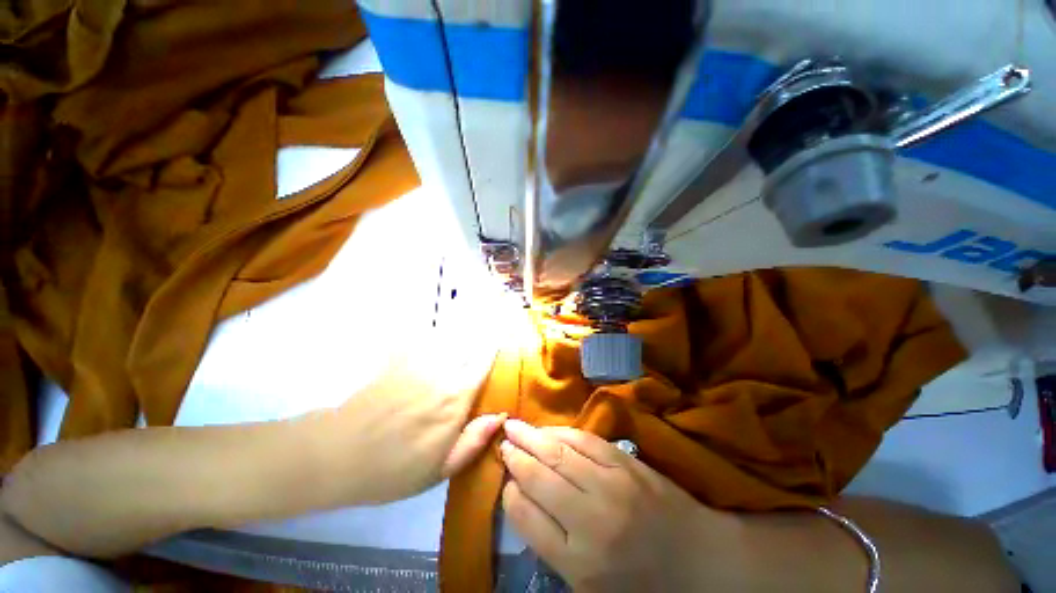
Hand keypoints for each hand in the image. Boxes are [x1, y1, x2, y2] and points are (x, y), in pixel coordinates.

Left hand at [325, 328, 501, 504]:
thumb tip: (502, 415)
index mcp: (455, 398)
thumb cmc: (392, 469)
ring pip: (447, 335)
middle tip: (490, 322)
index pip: (484, 362)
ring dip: (460, 328)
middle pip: (468, 341)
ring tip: (469, 324)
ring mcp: (417, 363)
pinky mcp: (395, 360)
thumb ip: (474, 440)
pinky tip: (435, 331)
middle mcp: (441, 372)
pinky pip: (420, 336)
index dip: (495, 346)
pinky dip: (431, 332)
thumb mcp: (439, 470)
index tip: (503, 337)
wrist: (337, 455)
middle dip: (482, 331)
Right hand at [499, 420, 737, 592]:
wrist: (696, 558)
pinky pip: (585, 440)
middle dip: (516, 455)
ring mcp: (610, 486)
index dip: (511, 493)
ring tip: (514, 426)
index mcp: (577, 562)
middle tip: (502, 441)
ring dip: (533, 437)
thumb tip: (521, 498)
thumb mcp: (587, 584)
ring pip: (559, 453)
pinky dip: (562, 432)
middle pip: (539, 478)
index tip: (505, 479)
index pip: (527, 517)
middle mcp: (590, 521)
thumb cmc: (639, 580)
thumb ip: (551, 544)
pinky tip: (549, 429)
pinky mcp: (626, 464)